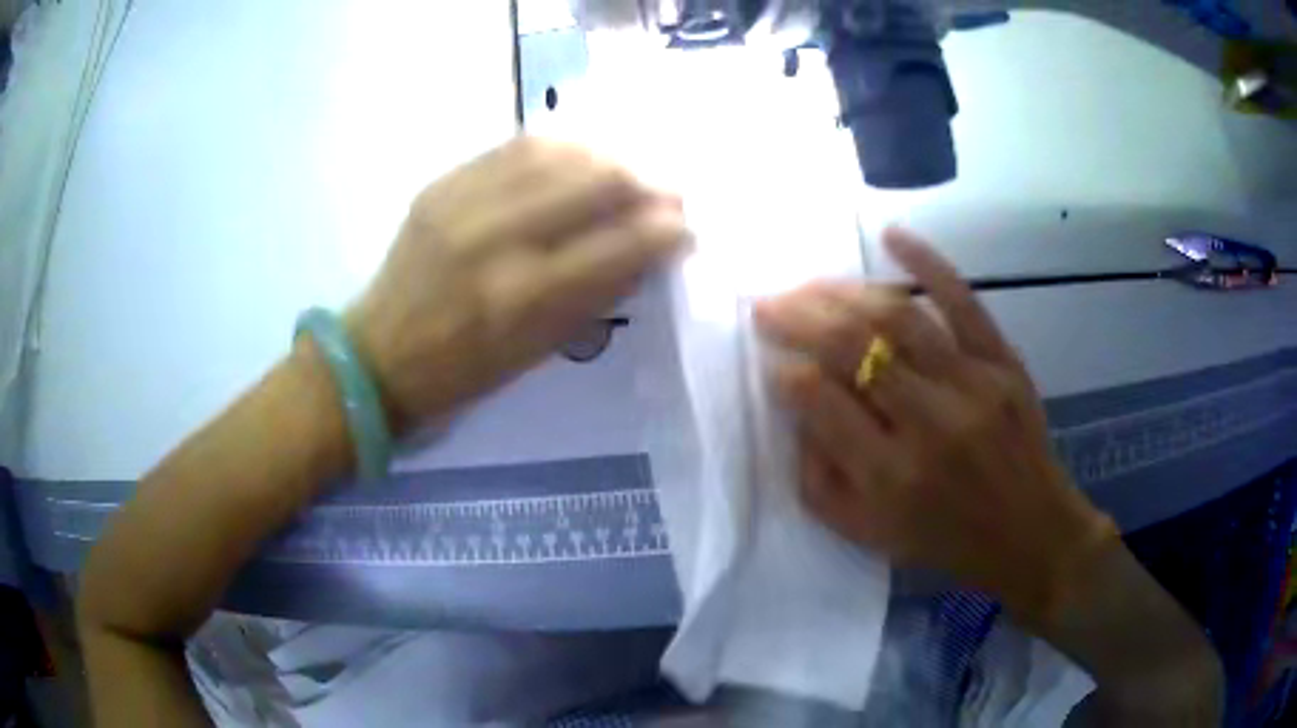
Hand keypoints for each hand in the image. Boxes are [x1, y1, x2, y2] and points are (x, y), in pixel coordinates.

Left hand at [347, 137, 686, 432]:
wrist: (377, 357)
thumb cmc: (462, 374)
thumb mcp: (537, 353)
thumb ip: (596, 295)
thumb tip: (648, 249)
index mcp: (523, 299)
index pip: (619, 244)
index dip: (666, 229)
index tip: (685, 227)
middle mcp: (496, 238)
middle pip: (596, 181)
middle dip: (647, 183)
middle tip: (666, 194)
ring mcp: (463, 202)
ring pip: (558, 151)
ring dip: (608, 157)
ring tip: (627, 172)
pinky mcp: (441, 184)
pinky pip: (514, 147)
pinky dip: (559, 148)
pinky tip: (578, 158)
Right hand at [754, 228, 1112, 623]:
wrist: (1030, 532)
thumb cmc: (945, 540)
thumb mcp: (867, 535)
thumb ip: (819, 478)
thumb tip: (797, 408)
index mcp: (890, 476)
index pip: (820, 401)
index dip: (785, 372)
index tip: (770, 360)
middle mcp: (929, 423)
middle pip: (853, 346)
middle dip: (799, 316)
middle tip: (770, 303)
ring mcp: (972, 385)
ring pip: (897, 317)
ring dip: (844, 292)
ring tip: (811, 284)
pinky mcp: (1003, 363)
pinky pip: (963, 301)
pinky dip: (927, 262)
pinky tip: (892, 236)